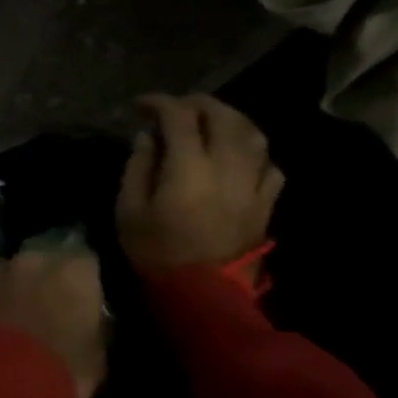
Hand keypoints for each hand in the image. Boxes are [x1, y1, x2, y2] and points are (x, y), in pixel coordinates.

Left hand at [0, 251, 106, 397]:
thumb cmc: (58, 373)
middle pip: (38, 264)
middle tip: (37, 312)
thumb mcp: (95, 359)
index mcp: (73, 273)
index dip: (79, 282)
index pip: (83, 263)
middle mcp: (30, 261)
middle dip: (38, 283)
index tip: (77, 301)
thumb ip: (90, 330)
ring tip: (0, 327)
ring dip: (2, 294)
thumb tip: (84, 323)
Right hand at [116, 94, 283, 271]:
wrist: (203, 294)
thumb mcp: (129, 210)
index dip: (159, 103)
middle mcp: (228, 166)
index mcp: (190, 166)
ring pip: (252, 135)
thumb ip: (138, 167)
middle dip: (197, 104)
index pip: (179, 117)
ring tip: (211, 122)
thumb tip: (147, 138)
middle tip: (176, 107)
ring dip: (230, 120)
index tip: (140, 105)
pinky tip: (238, 158)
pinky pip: (268, 165)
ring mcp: (252, 184)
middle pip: (223, 116)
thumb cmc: (156, 251)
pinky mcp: (266, 203)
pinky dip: (253, 153)